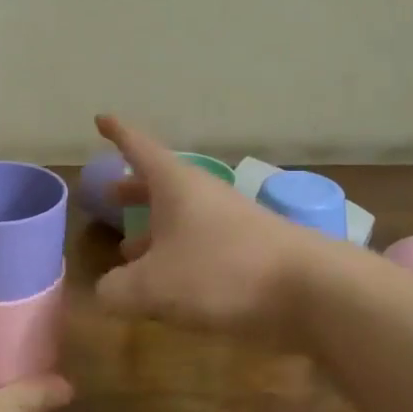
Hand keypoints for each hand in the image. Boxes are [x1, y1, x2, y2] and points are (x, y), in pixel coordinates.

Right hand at [94, 113, 313, 342]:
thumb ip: (117, 290)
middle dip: (133, 190)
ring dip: (153, 231)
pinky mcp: (249, 252)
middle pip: (160, 185)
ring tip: (128, 251)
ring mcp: (229, 222)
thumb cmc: (220, 272)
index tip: (101, 118)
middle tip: (111, 195)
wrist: (311, 290)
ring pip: (181, 218)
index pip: (139, 148)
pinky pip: (200, 245)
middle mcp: (202, 196)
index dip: (117, 133)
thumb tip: (106, 293)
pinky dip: (177, 257)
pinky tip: (170, 285)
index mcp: (175, 186)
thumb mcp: (152, 286)